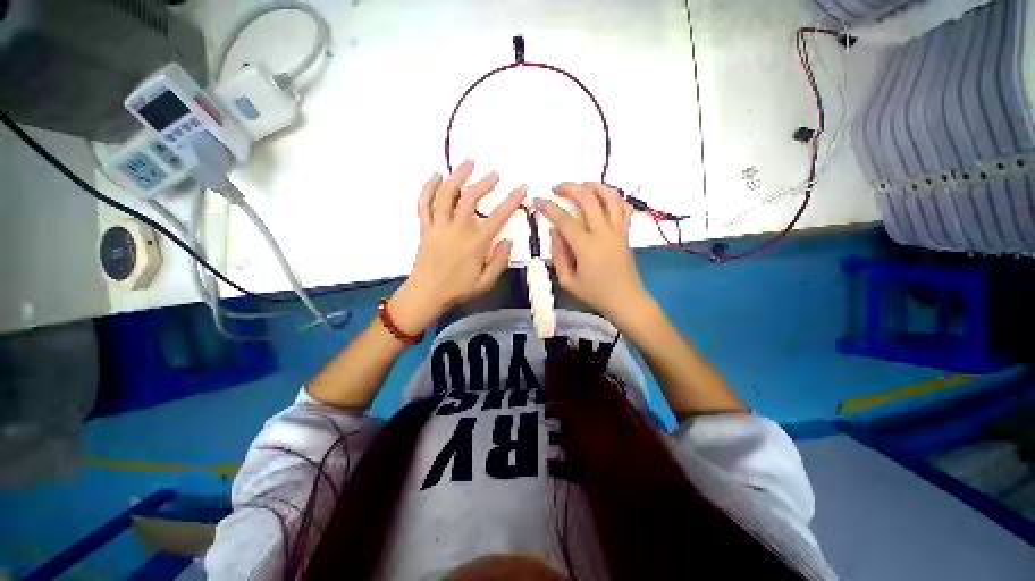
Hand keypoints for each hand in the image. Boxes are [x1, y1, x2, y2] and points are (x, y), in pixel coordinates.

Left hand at [389, 160, 525, 334]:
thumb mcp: (485, 282)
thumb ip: (499, 261)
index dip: (511, 200)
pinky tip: (436, 176)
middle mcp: (457, 230)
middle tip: (494, 174)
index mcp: (475, 243)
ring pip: (446, 195)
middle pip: (470, 198)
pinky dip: (428, 188)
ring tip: (468, 162)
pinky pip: (424, 204)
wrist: (427, 294)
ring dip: (457, 176)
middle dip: (484, 183)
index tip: (522, 187)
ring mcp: (438, 227)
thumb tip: (508, 240)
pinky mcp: (425, 228)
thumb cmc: (458, 290)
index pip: (497, 217)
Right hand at [534, 182, 652, 325]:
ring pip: (609, 196)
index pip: (564, 219)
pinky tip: (602, 196)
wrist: (625, 300)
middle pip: (588, 198)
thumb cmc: (594, 293)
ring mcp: (618, 230)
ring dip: (593, 185)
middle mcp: (603, 232)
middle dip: (569, 187)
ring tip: (579, 186)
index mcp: (586, 246)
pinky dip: (612, 196)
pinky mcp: (626, 232)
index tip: (537, 200)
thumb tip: (554, 230)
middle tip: (556, 188)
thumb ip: (558, 254)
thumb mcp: (568, 281)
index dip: (549, 207)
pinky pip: (623, 206)